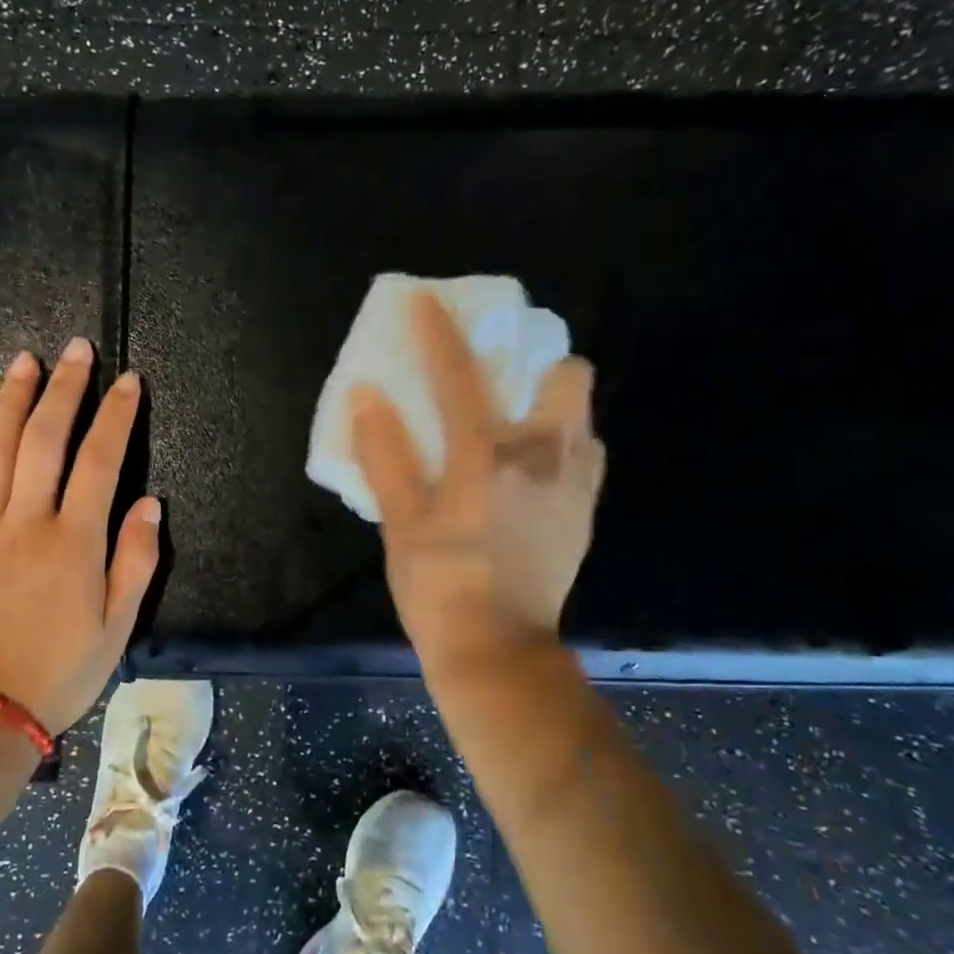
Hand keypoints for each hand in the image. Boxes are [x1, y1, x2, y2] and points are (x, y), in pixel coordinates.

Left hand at [0, 337, 160, 733]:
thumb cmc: (64, 669)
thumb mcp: (119, 624)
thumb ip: (136, 560)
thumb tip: (149, 502)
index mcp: (75, 543)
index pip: (101, 462)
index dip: (116, 416)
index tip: (128, 382)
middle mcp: (27, 524)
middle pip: (45, 440)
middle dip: (65, 390)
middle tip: (77, 351)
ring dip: (11, 401)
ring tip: (25, 361)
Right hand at [350, 293, 604, 684]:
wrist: (497, 651)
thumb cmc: (438, 586)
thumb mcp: (400, 523)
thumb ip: (384, 454)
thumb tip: (367, 396)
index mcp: (487, 455)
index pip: (460, 375)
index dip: (438, 331)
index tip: (426, 301)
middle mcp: (543, 456)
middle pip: (567, 374)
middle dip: (537, 362)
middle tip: (501, 378)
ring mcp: (574, 484)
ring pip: (582, 414)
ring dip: (552, 403)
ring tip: (516, 424)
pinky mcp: (585, 512)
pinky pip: (586, 456)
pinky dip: (563, 445)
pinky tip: (531, 472)